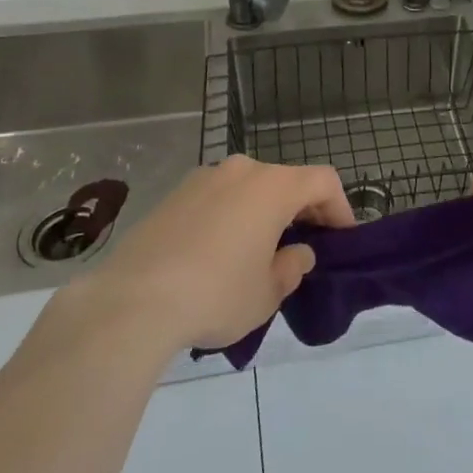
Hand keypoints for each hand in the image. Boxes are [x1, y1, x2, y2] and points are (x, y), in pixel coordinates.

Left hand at [48, 156, 354, 355]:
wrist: (131, 302)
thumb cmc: (216, 294)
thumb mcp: (266, 293)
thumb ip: (291, 268)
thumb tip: (297, 253)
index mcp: (273, 186)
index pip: (323, 181)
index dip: (339, 208)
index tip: (341, 240)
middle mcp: (242, 170)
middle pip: (285, 181)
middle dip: (300, 211)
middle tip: (302, 248)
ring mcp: (204, 178)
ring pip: (248, 189)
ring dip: (262, 213)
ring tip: (257, 254)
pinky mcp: (173, 195)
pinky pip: (216, 199)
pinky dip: (229, 217)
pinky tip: (217, 255)